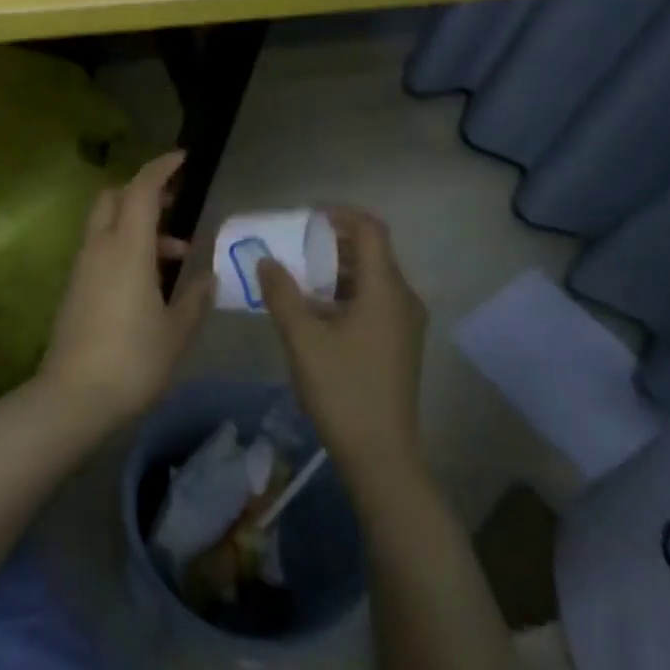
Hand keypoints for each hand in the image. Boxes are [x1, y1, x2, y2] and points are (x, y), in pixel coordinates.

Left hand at [39, 151, 213, 424]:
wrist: (73, 397)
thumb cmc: (133, 360)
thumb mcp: (177, 331)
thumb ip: (195, 298)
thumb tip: (208, 277)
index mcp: (127, 248)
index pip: (141, 189)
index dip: (162, 168)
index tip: (184, 159)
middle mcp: (99, 248)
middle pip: (115, 198)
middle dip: (145, 192)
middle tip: (176, 206)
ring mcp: (82, 267)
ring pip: (107, 225)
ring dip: (139, 226)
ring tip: (177, 255)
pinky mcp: (74, 288)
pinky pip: (101, 250)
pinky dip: (125, 247)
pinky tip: (149, 281)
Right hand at [258, 208, 427, 482]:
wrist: (380, 454)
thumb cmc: (342, 389)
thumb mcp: (303, 339)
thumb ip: (282, 293)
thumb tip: (266, 260)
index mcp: (386, 290)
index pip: (370, 230)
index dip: (338, 215)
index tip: (303, 218)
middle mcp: (403, 299)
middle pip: (370, 253)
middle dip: (329, 243)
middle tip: (290, 245)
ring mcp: (403, 324)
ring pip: (369, 279)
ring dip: (333, 270)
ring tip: (294, 276)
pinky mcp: (397, 344)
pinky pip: (371, 301)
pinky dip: (342, 294)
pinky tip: (312, 310)